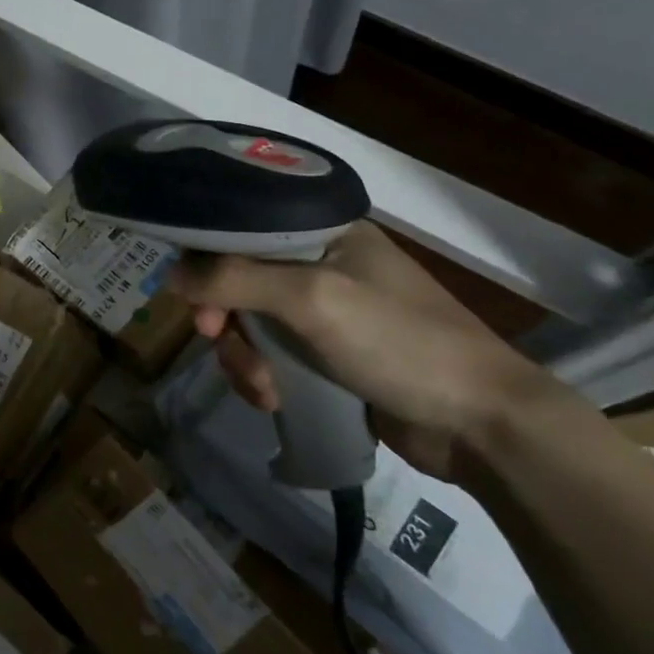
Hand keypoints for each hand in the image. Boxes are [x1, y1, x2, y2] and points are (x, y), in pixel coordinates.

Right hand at [169, 222, 586, 482]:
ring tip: (263, 386)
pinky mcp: (325, 356)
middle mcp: (320, 265)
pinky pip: (269, 356)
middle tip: (216, 338)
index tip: (194, 295)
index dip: (208, 258)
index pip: (242, 228)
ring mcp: (324, 313)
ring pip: (248, 323)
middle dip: (224, 317)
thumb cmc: (400, 342)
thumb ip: (236, 278)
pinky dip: (262, 378)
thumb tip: (172, 274)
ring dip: (242, 356)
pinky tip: (274, 399)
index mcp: (323, 232)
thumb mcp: (312, 299)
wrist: (481, 425)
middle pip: (237, 280)